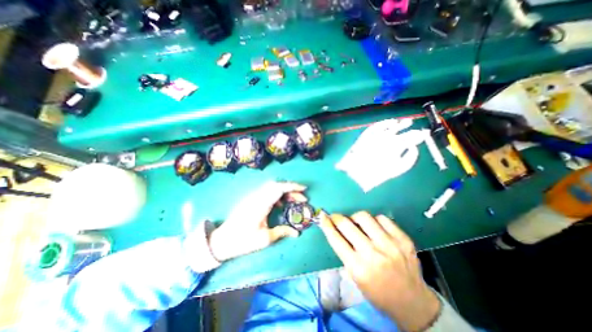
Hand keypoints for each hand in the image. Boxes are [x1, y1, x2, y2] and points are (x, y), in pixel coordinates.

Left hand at [207, 182, 302, 261]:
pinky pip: (267, 192)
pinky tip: (280, 205)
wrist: (221, 241)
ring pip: (272, 187)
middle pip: (277, 185)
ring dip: (284, 192)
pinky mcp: (251, 200)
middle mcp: (257, 197)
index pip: (279, 188)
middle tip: (302, 198)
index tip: (304, 189)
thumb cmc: (242, 241)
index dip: (293, 186)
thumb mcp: (264, 239)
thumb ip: (282, 232)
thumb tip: (296, 233)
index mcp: (261, 204)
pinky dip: (277, 195)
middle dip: (291, 189)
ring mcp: (253, 197)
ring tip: (294, 201)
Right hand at [319, 211, 438, 329]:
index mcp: (358, 268)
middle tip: (336, 218)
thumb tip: (335, 229)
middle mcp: (373, 254)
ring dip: (355, 218)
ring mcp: (390, 245)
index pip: (336, 239)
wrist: (412, 303)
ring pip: (364, 217)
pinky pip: (382, 218)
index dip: (326, 225)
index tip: (323, 216)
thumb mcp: (355, 278)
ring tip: (357, 223)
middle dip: (337, 218)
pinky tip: (375, 228)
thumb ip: (345, 252)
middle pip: (347, 225)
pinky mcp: (403, 240)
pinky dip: (374, 220)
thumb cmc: (377, 292)